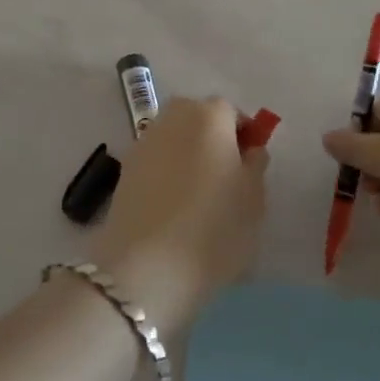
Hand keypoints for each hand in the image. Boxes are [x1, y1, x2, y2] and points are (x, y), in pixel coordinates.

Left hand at [92, 97, 268, 329]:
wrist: (146, 267)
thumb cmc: (214, 228)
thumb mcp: (254, 198)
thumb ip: (256, 164)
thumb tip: (248, 150)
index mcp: (210, 116)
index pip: (233, 113)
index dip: (244, 137)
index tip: (250, 168)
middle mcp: (172, 119)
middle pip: (199, 120)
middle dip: (214, 141)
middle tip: (226, 181)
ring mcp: (143, 144)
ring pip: (175, 141)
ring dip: (188, 158)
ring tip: (199, 199)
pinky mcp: (124, 172)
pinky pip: (156, 164)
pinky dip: (167, 177)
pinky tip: (173, 211)